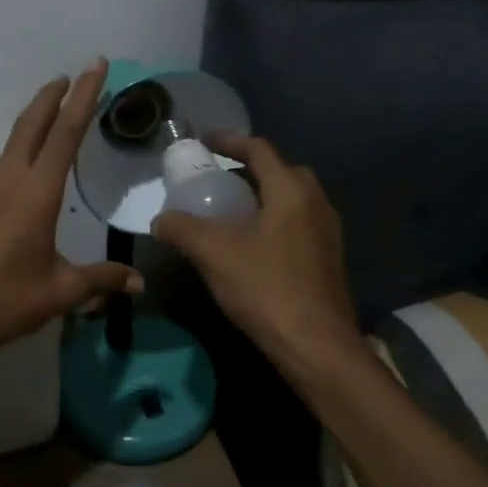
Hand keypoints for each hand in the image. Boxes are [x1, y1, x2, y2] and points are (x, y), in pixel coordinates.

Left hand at [0, 61, 142, 365]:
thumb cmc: (6, 301)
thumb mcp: (61, 291)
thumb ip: (101, 280)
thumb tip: (138, 283)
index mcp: (35, 193)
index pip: (65, 133)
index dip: (84, 97)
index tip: (95, 67)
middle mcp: (9, 182)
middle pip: (33, 125)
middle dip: (54, 96)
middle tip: (74, 75)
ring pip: (14, 142)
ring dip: (37, 120)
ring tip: (57, 113)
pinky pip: (4, 165)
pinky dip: (23, 149)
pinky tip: (30, 167)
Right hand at [151, 134, 364, 374]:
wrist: (316, 346)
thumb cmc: (266, 289)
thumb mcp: (214, 254)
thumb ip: (182, 229)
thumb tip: (160, 221)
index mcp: (292, 192)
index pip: (261, 150)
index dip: (230, 141)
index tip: (204, 141)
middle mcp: (316, 204)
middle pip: (282, 171)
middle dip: (250, 168)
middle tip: (219, 178)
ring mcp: (327, 233)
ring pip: (292, 200)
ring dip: (262, 197)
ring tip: (230, 212)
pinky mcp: (328, 259)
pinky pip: (297, 224)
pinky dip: (273, 221)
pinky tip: (250, 245)